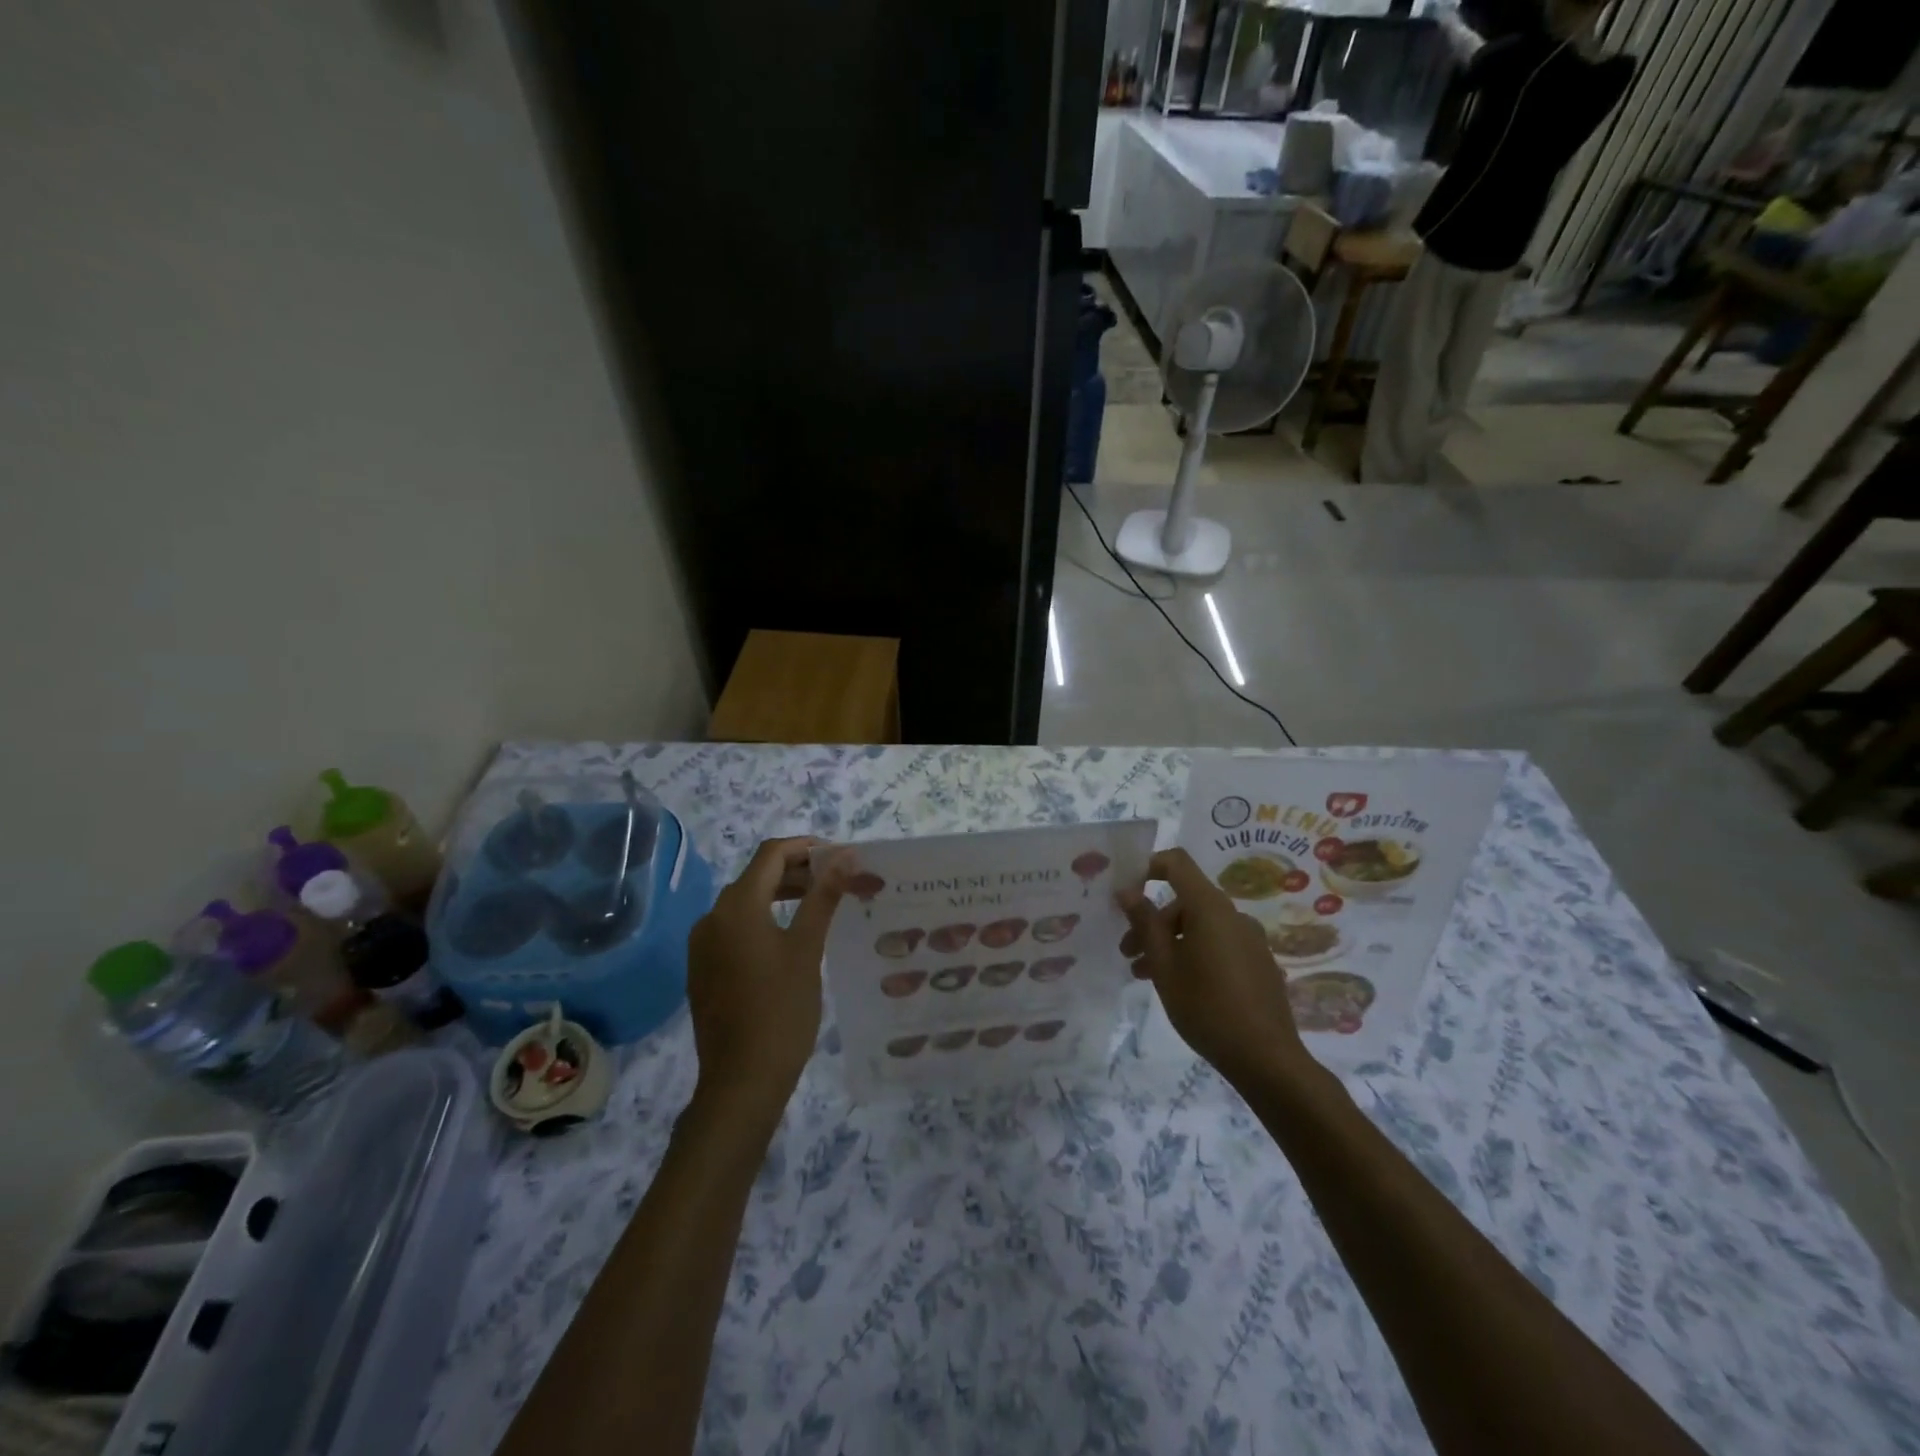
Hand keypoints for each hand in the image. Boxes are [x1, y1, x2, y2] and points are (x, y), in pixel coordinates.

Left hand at [686, 838, 848, 1122]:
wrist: (741, 1081)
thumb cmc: (781, 1010)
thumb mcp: (808, 949)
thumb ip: (824, 896)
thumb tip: (845, 856)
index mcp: (736, 906)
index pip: (771, 854)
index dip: (806, 848)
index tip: (840, 857)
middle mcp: (712, 917)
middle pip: (757, 876)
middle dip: (797, 871)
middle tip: (836, 881)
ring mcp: (702, 945)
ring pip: (745, 903)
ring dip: (781, 895)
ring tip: (819, 905)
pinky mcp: (703, 969)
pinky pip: (735, 928)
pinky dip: (763, 920)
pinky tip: (790, 938)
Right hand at [1119, 849, 1309, 1087]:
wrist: (1267, 1059)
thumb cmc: (1206, 1007)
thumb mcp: (1164, 966)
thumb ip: (1144, 923)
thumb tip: (1127, 891)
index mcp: (1210, 908)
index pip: (1177, 863)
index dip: (1148, 867)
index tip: (1126, 892)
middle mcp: (1234, 915)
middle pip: (1185, 901)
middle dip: (1152, 922)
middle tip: (1128, 953)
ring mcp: (1250, 939)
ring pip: (1199, 927)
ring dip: (1169, 942)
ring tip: (1144, 975)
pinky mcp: (1258, 963)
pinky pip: (1218, 944)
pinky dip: (1193, 953)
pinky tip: (1180, 986)